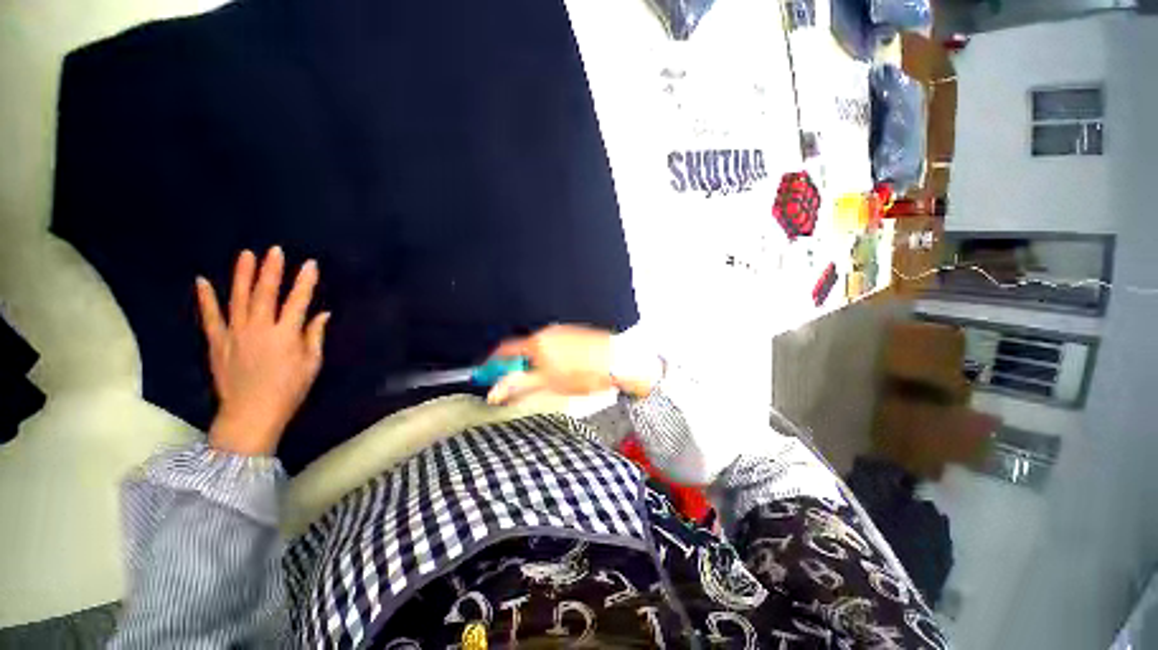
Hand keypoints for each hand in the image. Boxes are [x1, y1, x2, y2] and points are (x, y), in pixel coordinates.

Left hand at [195, 247, 330, 455]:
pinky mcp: (217, 342)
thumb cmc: (289, 390)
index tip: (309, 264)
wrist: (251, 413)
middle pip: (265, 294)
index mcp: (286, 335)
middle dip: (271, 270)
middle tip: (274, 250)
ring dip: (242, 275)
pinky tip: (202, 281)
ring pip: (238, 298)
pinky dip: (206, 299)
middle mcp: (259, 328)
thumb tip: (322, 314)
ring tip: (245, 255)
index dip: (305, 282)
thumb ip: (314, 336)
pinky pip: (210, 317)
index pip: (298, 301)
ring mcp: (235, 333)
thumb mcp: (312, 364)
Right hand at [486, 324, 660, 404]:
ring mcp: (563, 331)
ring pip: (541, 348)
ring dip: (536, 361)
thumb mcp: (549, 384)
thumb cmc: (586, 373)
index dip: (494, 361)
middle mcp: (548, 333)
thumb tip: (495, 392)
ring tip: (549, 379)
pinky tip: (565, 370)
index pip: (505, 349)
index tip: (489, 370)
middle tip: (520, 382)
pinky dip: (552, 356)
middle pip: (523, 348)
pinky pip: (556, 345)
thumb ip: (519, 386)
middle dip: (518, 364)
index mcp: (537, 343)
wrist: (618, 361)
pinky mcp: (575, 334)